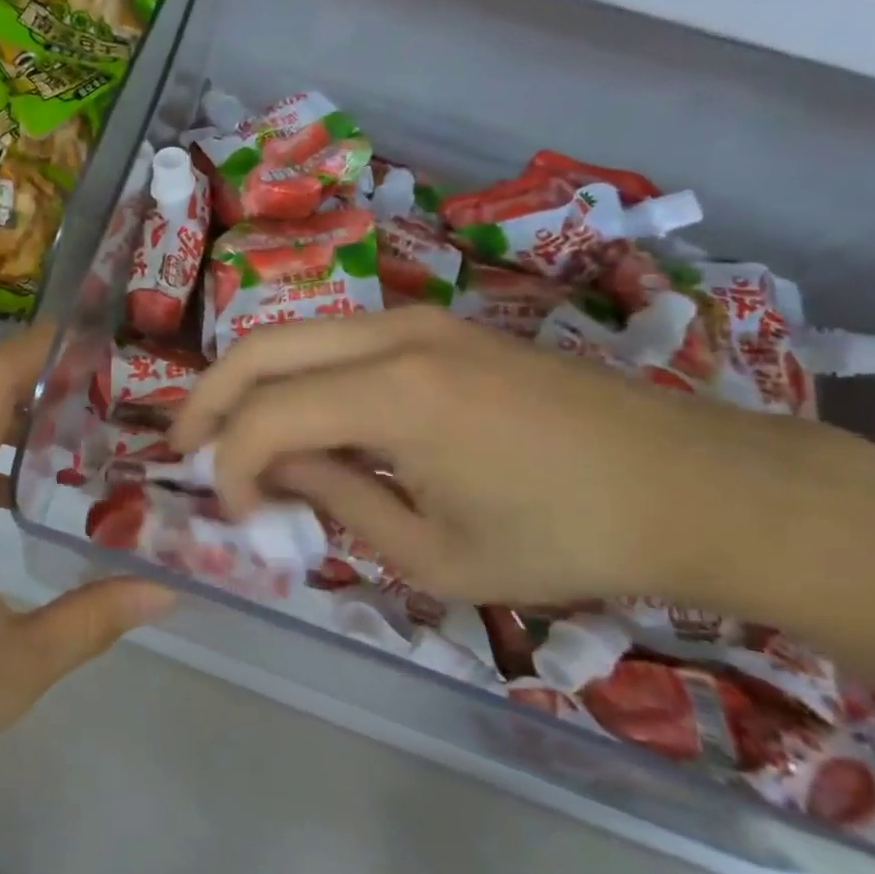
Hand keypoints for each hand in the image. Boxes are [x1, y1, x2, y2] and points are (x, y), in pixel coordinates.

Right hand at [170, 306, 845, 607]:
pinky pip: (335, 339)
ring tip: (228, 433)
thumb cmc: (567, 537)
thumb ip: (337, 501)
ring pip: (293, 334)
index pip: (268, 417)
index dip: (233, 468)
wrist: (691, 482)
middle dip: (208, 398)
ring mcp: (415, 319)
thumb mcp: (436, 554)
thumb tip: (274, 469)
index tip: (235, 514)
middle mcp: (392, 335)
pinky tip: (297, 415)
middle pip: (260, 349)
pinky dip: (297, 373)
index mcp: (396, 394)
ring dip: (249, 381)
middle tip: (184, 447)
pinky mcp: (435, 324)